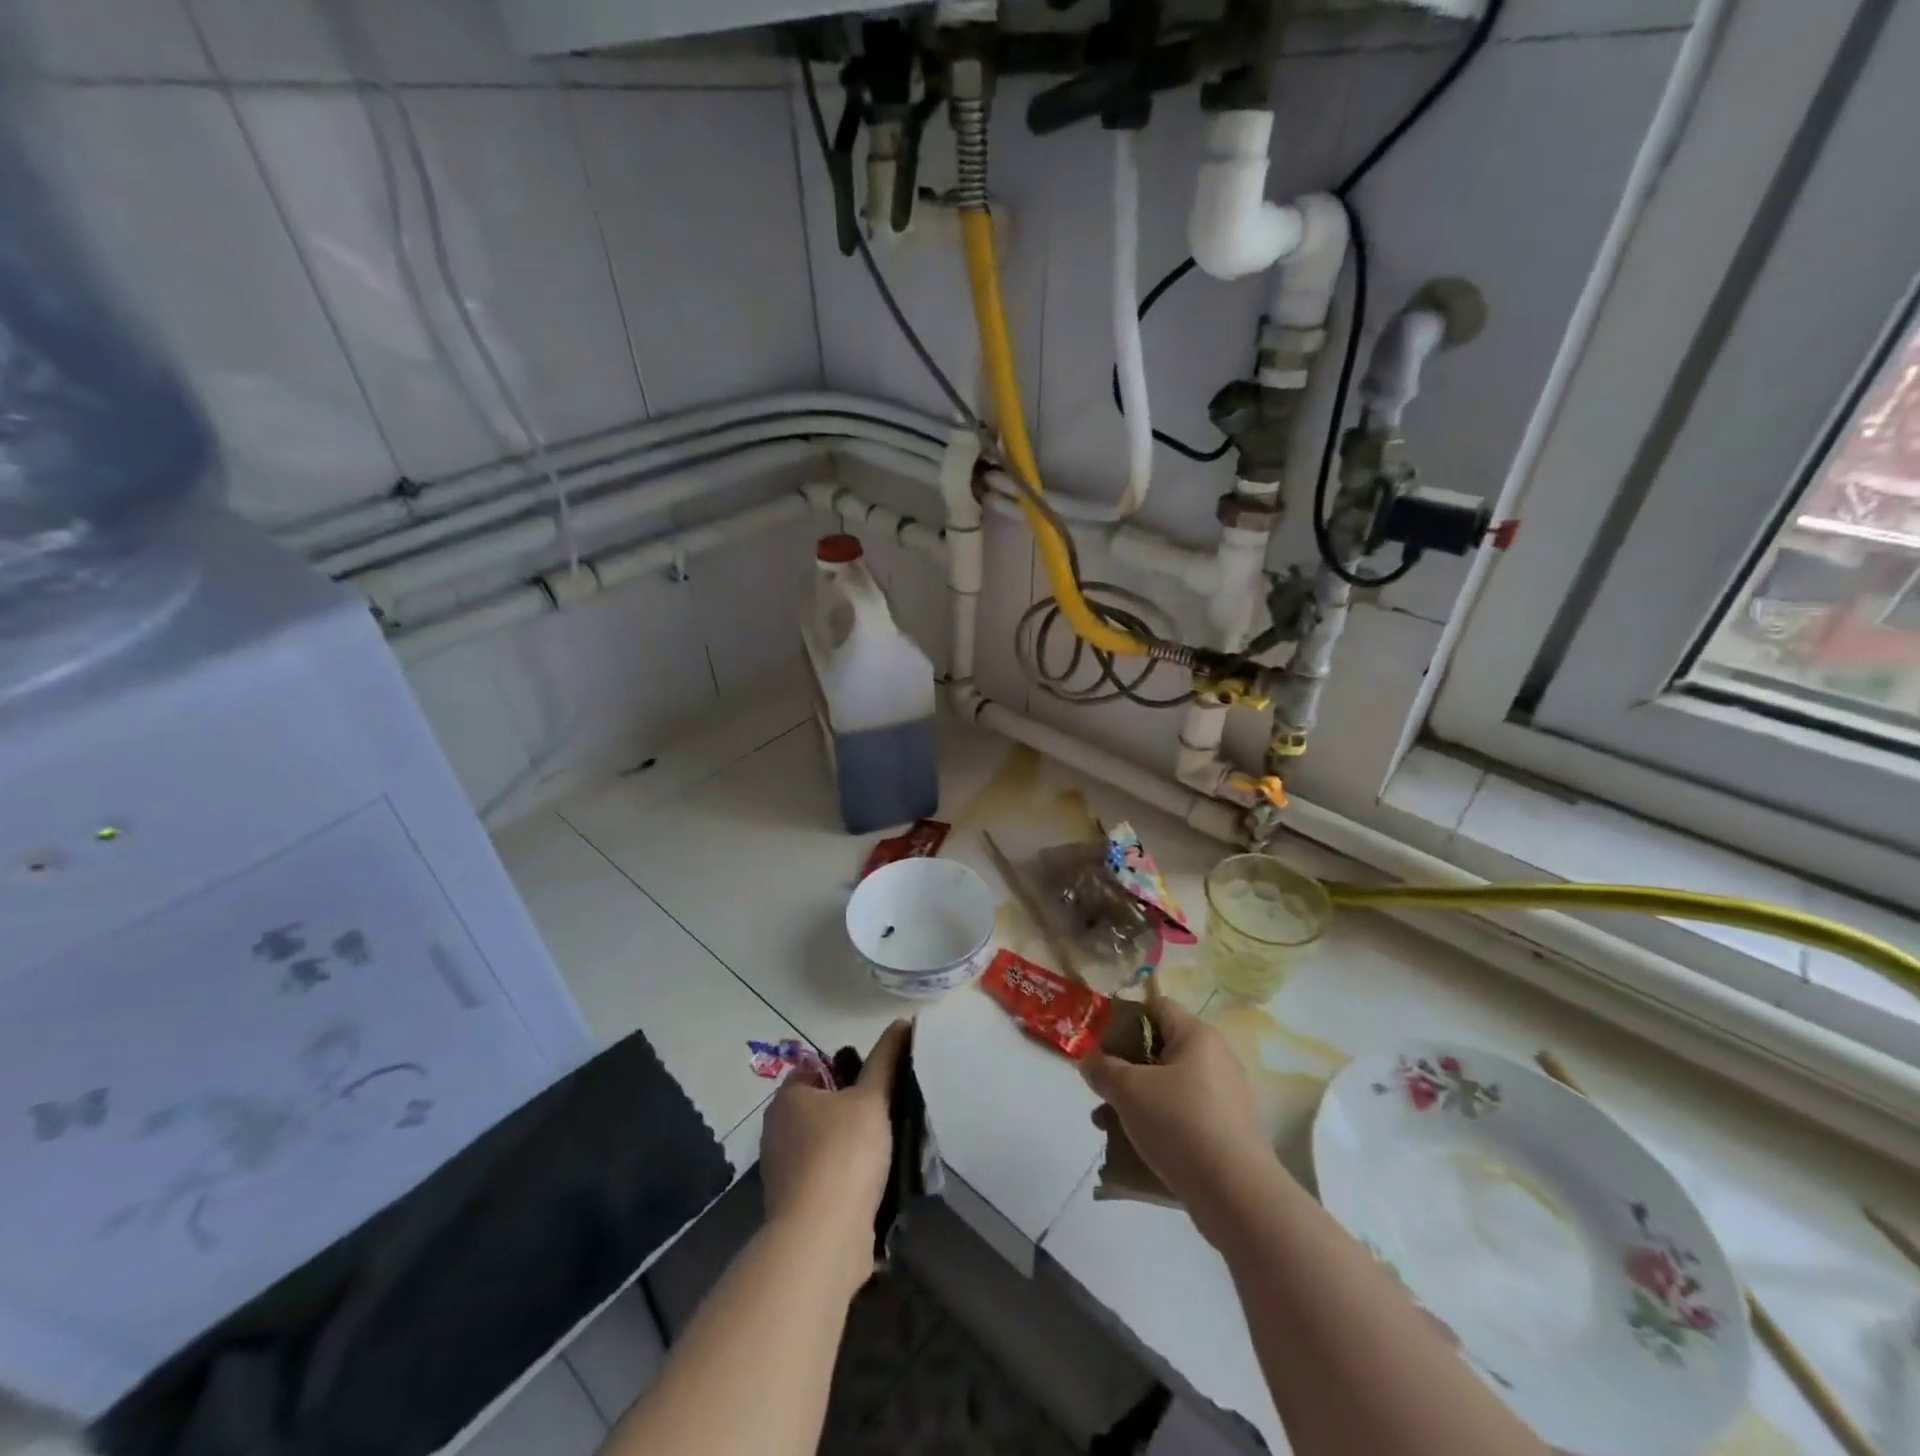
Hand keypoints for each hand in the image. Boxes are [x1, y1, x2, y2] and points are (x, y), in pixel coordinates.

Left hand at [759, 1020, 908, 1290]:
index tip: (876, 1083)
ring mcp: (783, 1172)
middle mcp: (777, 1131)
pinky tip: (873, 1184)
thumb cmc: (844, 1153)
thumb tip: (903, 1021)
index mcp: (787, 1098)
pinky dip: (845, 1179)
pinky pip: (825, 1179)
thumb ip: (887, 1059)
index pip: (815, 1069)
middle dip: (851, 1110)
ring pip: (823, 1145)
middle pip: (820, 1108)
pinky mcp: (795, 1207)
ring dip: (850, 1147)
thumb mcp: (872, 1097)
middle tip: (887, 1113)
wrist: (822, 1239)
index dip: (846, 1071)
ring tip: (886, 1149)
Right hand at [1080, 994, 1276, 1241]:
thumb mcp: (1128, 1091)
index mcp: (1197, 1036)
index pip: (1157, 1006)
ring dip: (1137, 1100)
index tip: (1101, 1044)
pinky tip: (1135, 1147)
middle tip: (1101, 1088)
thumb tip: (1089, 1061)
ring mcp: (1226, 1097)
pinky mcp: (1228, 1132)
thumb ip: (1103, 1069)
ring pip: (1169, 1086)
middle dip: (1125, 1068)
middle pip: (1160, 1049)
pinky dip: (1159, 1123)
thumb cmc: (1180, 1125)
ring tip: (1105, 1124)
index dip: (1125, 1019)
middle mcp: (1217, 1059)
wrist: (1238, 1196)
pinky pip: (1185, 1115)